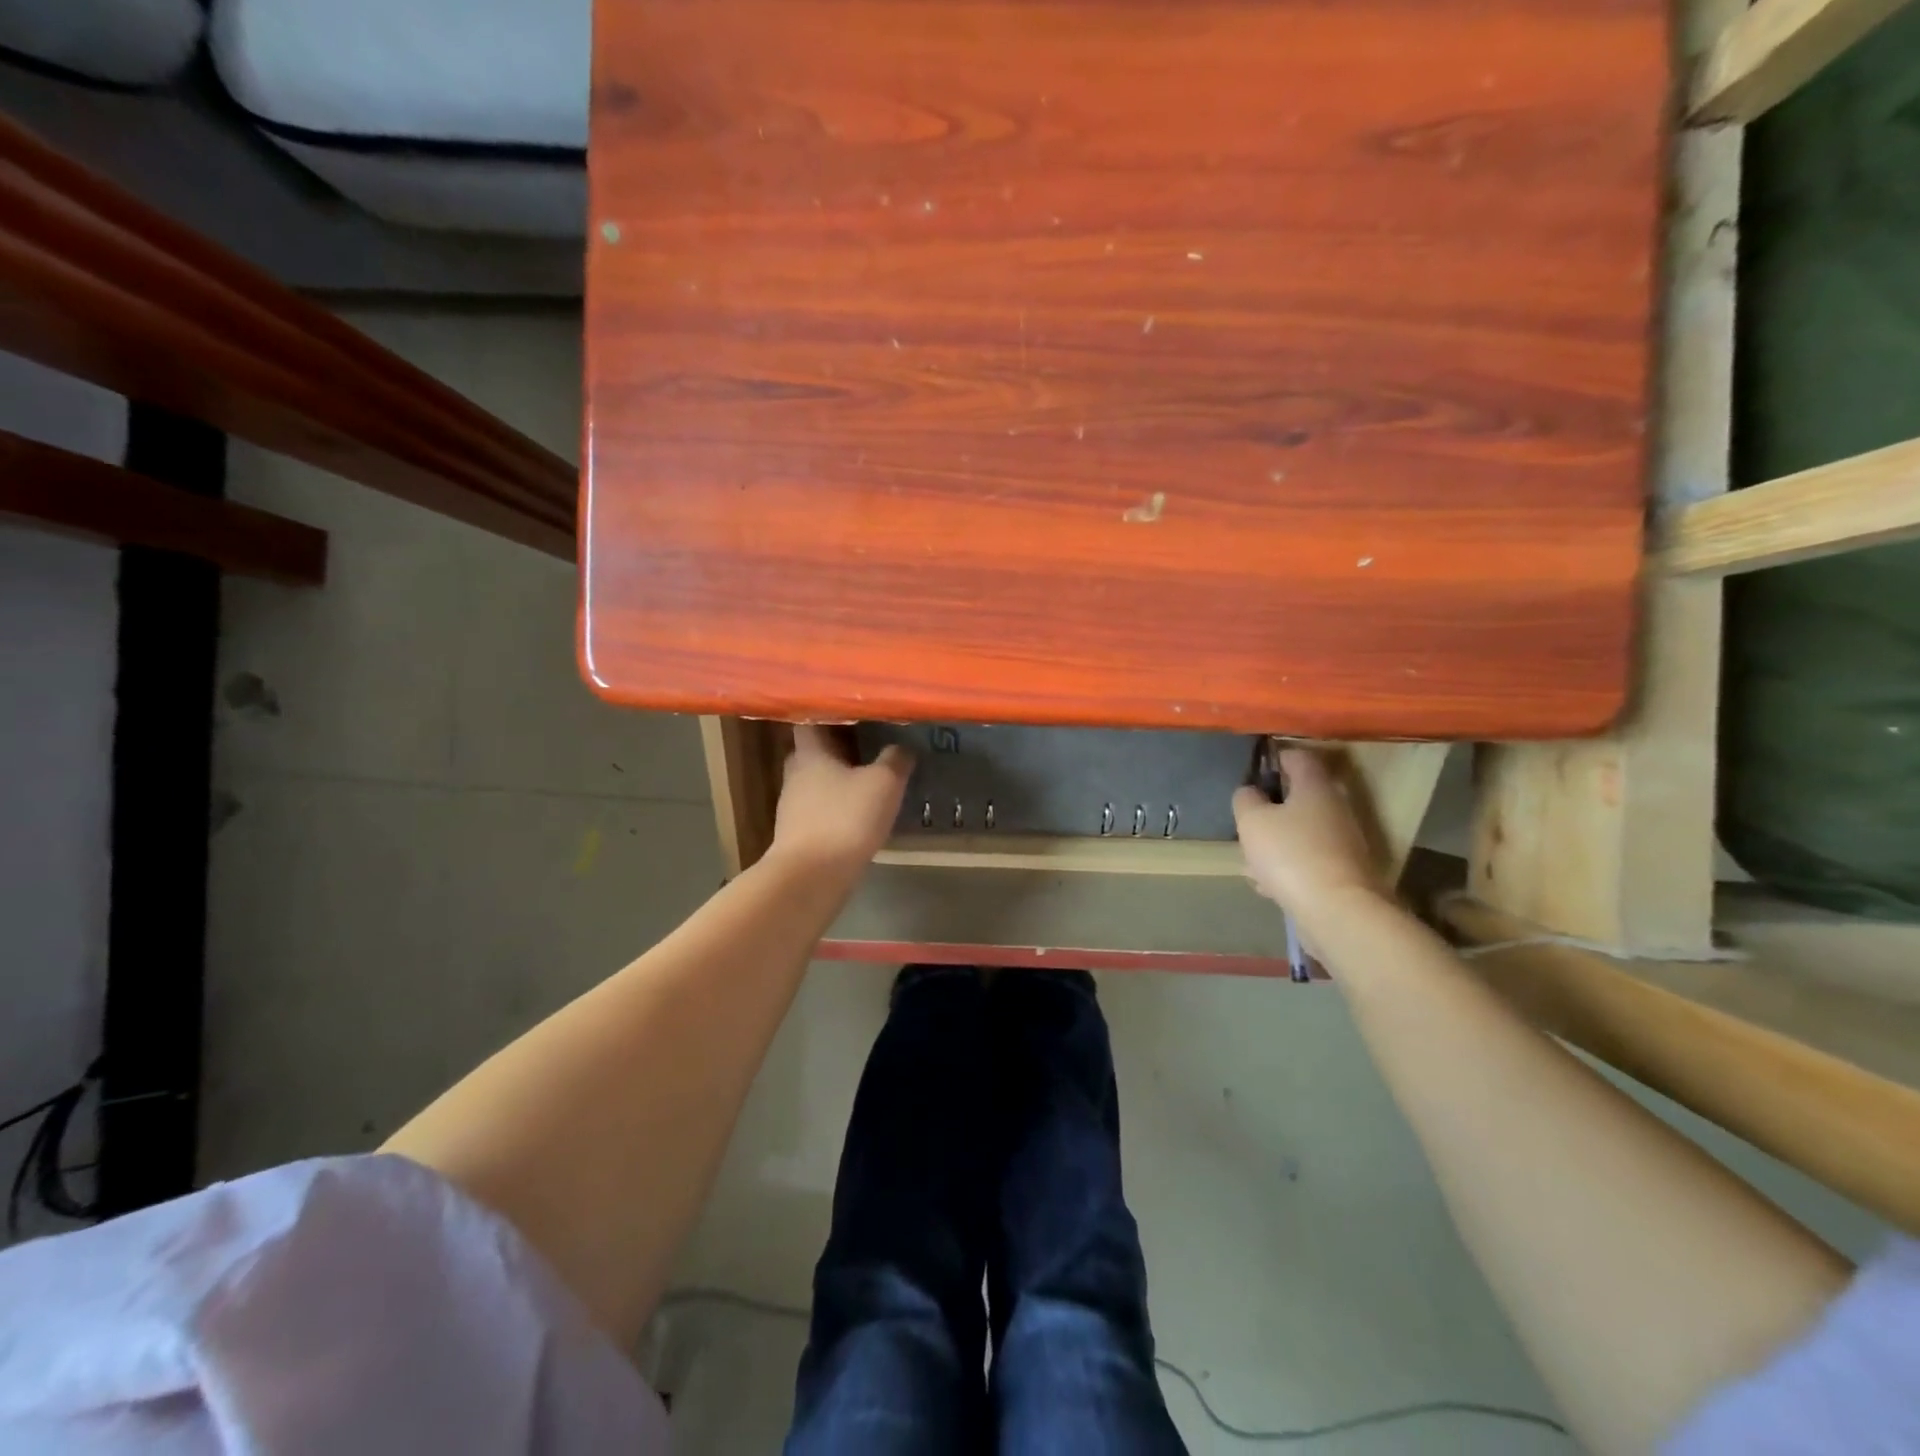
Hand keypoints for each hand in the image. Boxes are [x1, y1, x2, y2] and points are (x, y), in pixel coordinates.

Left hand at [767, 725, 912, 880]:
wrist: (811, 876)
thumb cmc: (845, 818)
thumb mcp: (883, 783)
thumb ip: (895, 760)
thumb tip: (901, 747)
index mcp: (810, 752)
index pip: (809, 719)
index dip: (828, 712)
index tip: (852, 710)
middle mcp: (795, 773)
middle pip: (813, 750)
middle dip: (836, 746)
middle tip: (865, 741)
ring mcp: (793, 805)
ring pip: (816, 780)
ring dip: (837, 777)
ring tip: (866, 775)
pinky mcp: (798, 832)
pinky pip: (819, 807)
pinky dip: (836, 804)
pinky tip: (856, 810)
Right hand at [1232, 747, 1382, 917]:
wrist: (1338, 910)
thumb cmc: (1290, 854)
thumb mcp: (1252, 820)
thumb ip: (1246, 799)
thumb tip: (1251, 792)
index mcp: (1316, 786)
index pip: (1298, 756)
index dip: (1275, 758)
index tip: (1254, 770)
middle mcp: (1335, 807)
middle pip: (1298, 798)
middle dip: (1270, 809)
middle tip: (1247, 822)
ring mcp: (1343, 841)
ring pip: (1299, 832)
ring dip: (1275, 842)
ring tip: (1250, 863)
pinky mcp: (1343, 871)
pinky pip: (1307, 860)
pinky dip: (1288, 868)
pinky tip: (1268, 885)